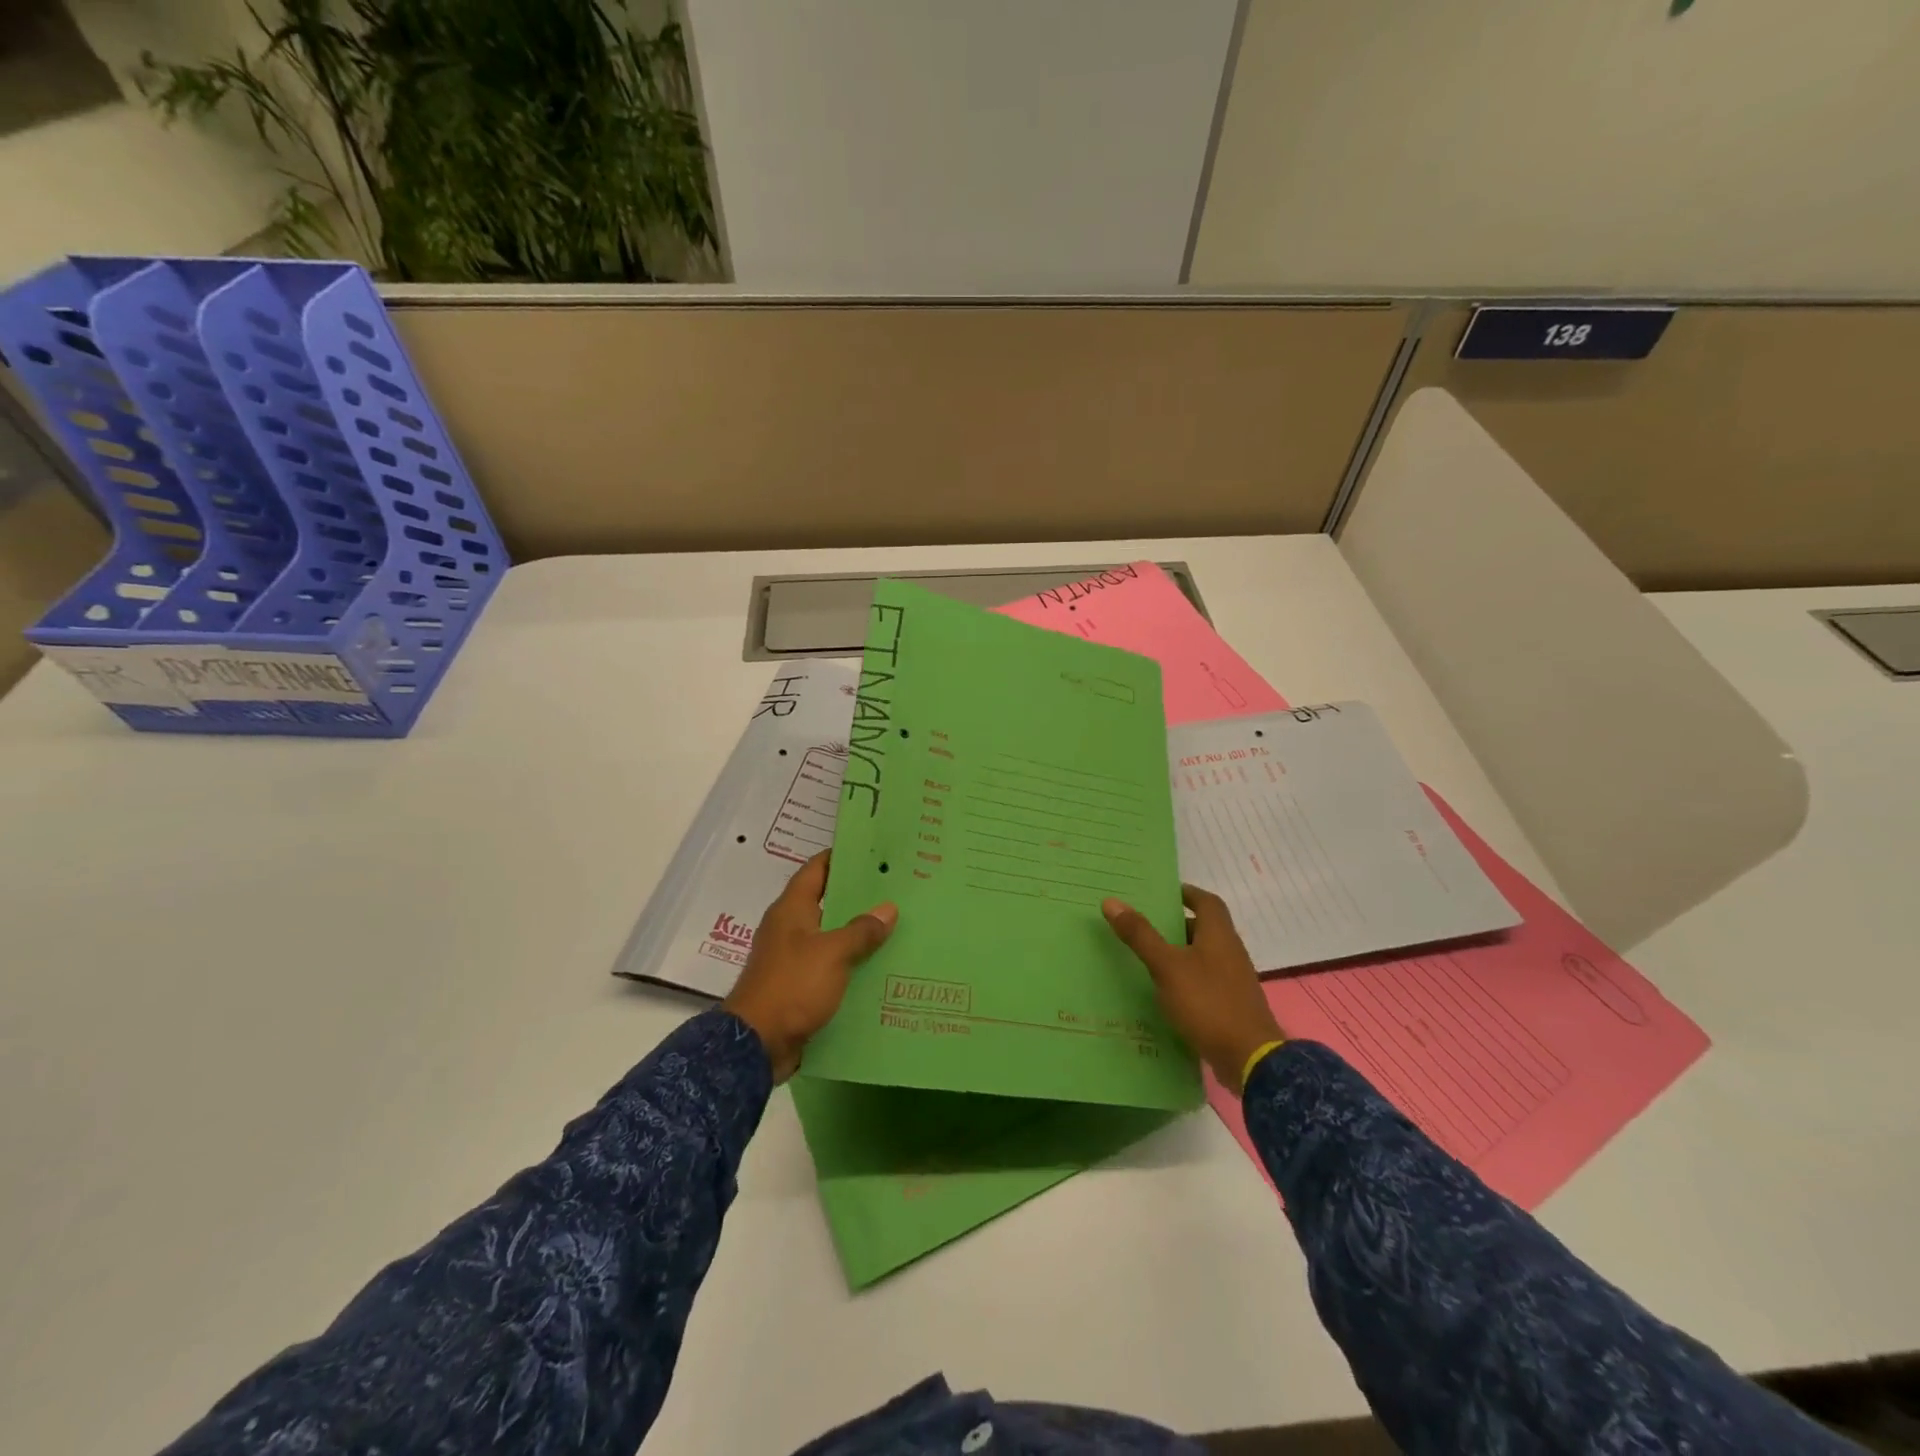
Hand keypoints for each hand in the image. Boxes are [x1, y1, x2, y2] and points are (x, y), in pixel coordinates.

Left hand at [722, 851, 896, 1081]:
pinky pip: (830, 966)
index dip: (841, 857)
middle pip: (827, 902)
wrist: (756, 1045)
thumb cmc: (792, 986)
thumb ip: (861, 930)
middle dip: (858, 897)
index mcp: (792, 910)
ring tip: (896, 926)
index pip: (816, 869)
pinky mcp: (798, 986)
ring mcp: (792, 958)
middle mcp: (790, 928)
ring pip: (831, 936)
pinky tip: (880, 966)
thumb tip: (888, 908)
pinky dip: (851, 964)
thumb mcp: (833, 953)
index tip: (872, 851)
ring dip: (858, 933)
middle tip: (895, 890)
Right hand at [1102, 885, 1284, 1091]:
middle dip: (1177, 925)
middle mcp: (1230, 952)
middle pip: (1204, 929)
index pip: (1207, 902)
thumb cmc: (1208, 1002)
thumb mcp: (1167, 966)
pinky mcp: (1230, 1006)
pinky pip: (1204, 982)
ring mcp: (1233, 981)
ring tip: (1146, 958)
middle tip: (1144, 925)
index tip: (1163, 892)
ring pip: (1203, 957)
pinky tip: (1164, 993)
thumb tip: (1112, 901)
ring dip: (1179, 954)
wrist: (1249, 1059)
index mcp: (1220, 935)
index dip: (1187, 893)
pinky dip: (1185, 980)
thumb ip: (1141, 935)